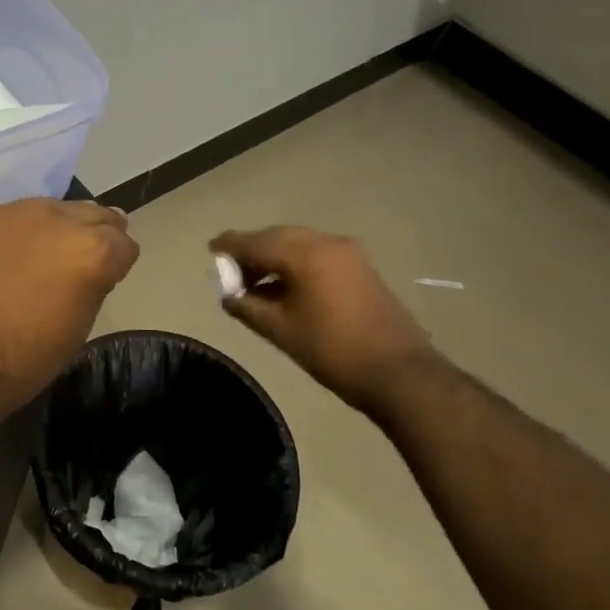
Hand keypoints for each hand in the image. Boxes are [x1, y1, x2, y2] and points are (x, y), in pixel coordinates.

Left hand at [0, 200, 138, 424]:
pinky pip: (9, 217)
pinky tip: (0, 260)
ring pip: (50, 209)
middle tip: (77, 263)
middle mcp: (58, 219)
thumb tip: (94, 267)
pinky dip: (14, 234)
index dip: (118, 263)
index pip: (124, 244)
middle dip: (93, 235)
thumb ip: (93, 285)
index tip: (106, 278)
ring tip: (38, 258)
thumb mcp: (77, 328)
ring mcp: (14, 213)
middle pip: (92, 214)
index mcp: (92, 251)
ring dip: (53, 229)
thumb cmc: (23, 360)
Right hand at [210, 226, 435, 409]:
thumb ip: (247, 307)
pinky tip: (284, 287)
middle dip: (252, 251)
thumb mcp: (280, 330)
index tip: (211, 249)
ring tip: (255, 285)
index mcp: (304, 254)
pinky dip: (295, 264)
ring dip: (274, 258)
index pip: (255, 241)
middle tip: (232, 273)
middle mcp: (326, 242)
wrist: (398, 372)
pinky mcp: (360, 267)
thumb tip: (229, 296)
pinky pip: (317, 254)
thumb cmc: (332, 351)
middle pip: (278, 237)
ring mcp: (348, 253)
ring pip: (299, 244)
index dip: (230, 245)